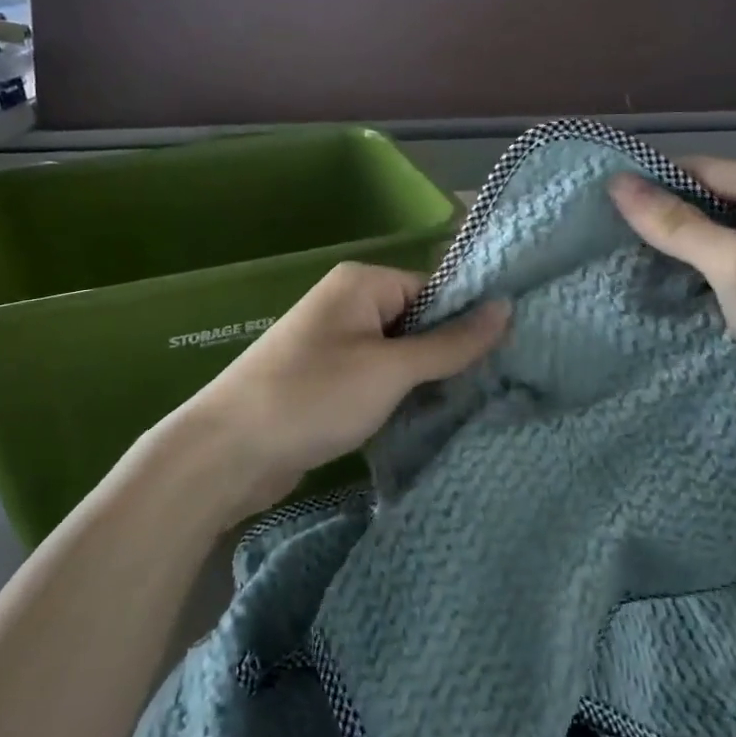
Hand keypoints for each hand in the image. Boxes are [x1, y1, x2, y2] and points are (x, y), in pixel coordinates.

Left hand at [181, 263, 510, 524]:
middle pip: (419, 321)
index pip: (435, 289)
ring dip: (426, 380)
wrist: (227, 453)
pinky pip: (378, 379)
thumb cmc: (313, 397)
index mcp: (362, 283)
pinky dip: (400, 396)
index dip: (468, 321)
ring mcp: (336, 344)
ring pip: (400, 355)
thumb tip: (507, 307)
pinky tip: (429, 418)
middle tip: (496, 385)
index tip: (508, 354)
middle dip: (449, 354)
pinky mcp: (328, 381)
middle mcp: (349, 305)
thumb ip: (450, 342)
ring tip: (471, 405)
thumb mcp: (391, 369)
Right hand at [609, 160, 735, 399]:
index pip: (701, 170)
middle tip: (598, 240)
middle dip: (658, 225)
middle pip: (703, 205)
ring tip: (612, 265)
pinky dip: (687, 282)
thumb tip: (616, 183)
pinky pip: (716, 274)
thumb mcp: (734, 263)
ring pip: (706, 244)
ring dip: (669, 258)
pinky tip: (650, 292)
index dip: (651, 185)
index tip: (596, 204)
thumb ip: (675, 224)